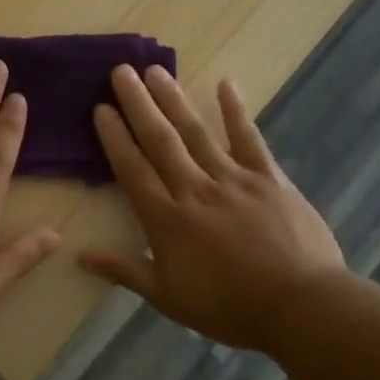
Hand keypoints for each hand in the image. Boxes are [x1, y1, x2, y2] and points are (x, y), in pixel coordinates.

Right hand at [80, 65, 344, 348]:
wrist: (300, 307)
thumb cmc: (229, 307)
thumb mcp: (168, 297)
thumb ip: (125, 270)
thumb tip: (79, 256)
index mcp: (166, 218)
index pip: (132, 169)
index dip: (114, 137)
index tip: (101, 109)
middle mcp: (193, 189)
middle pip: (159, 140)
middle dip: (138, 104)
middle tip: (122, 72)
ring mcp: (233, 180)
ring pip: (196, 132)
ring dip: (174, 100)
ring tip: (156, 71)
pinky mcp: (268, 179)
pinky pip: (249, 139)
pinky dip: (237, 111)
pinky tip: (226, 84)